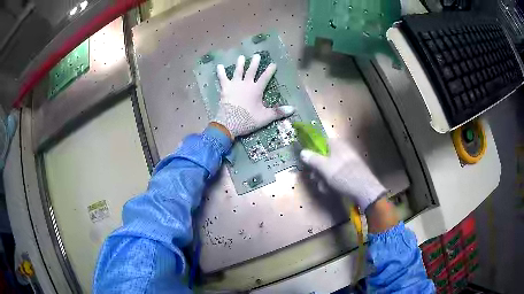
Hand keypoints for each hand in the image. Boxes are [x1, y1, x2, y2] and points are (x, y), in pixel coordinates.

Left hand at [212, 55, 294, 137]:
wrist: (229, 123)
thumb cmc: (248, 119)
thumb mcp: (265, 117)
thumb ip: (278, 112)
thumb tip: (293, 109)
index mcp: (256, 89)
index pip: (265, 77)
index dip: (270, 70)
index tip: (273, 64)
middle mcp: (246, 84)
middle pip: (251, 71)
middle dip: (254, 63)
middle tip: (256, 55)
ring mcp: (234, 85)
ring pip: (238, 72)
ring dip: (240, 64)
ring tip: (241, 57)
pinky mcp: (225, 88)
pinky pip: (222, 78)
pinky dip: (221, 72)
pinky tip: (219, 66)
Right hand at [300, 138, 386, 210]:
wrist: (364, 190)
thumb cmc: (343, 175)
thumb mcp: (324, 167)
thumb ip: (312, 159)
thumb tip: (302, 152)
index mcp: (337, 145)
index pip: (322, 142)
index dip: (313, 151)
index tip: (308, 161)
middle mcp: (343, 151)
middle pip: (325, 157)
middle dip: (318, 169)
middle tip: (315, 178)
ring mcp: (348, 162)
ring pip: (330, 168)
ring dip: (324, 178)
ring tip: (323, 188)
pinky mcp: (351, 173)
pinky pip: (337, 175)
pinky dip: (332, 182)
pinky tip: (330, 190)